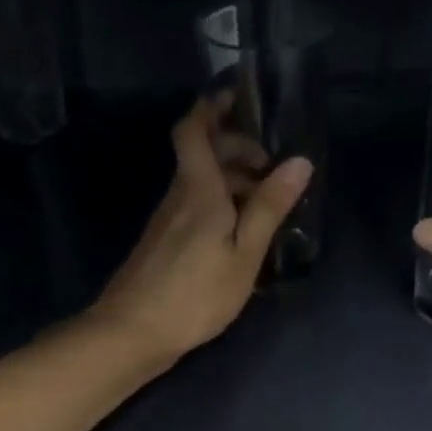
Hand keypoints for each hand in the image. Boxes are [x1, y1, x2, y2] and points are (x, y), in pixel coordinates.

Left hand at [91, 94, 311, 365]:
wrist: (132, 333)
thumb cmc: (195, 294)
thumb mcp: (244, 254)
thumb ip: (268, 208)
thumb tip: (298, 161)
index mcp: (198, 190)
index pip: (194, 130)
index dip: (212, 106)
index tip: (239, 97)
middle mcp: (178, 196)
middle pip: (203, 155)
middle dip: (237, 148)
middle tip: (273, 167)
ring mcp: (166, 221)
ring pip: (201, 184)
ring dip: (232, 182)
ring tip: (267, 206)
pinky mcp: (162, 244)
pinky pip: (195, 208)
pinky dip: (219, 206)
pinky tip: (240, 236)